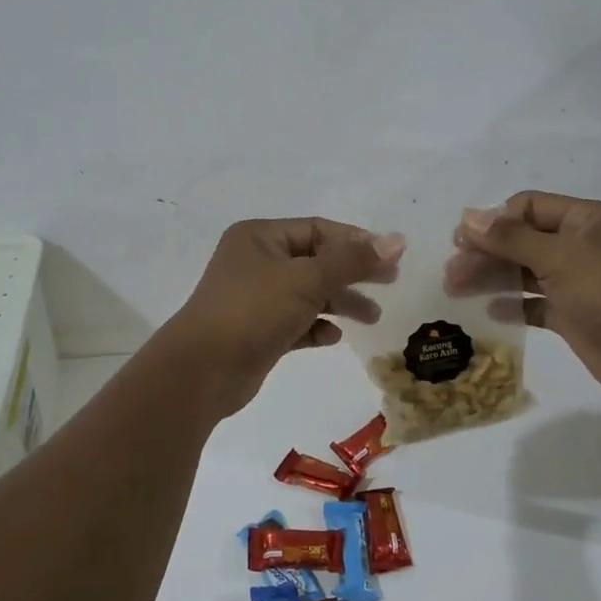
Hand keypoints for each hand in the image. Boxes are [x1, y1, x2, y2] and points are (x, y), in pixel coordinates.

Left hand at [161, 218, 396, 418]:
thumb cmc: (253, 311)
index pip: (317, 229)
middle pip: (315, 261)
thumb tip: (398, 240)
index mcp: (260, 237)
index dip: (355, 242)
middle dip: (352, 273)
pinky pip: (295, 322)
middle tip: (389, 284)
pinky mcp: (257, 332)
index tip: (390, 260)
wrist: (202, 371)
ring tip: (372, 318)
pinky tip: (332, 337)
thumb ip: (353, 260)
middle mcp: (255, 262)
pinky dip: (316, 326)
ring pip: (307, 293)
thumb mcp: (307, 280)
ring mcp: (254, 298)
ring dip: (339, 302)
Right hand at [453, 191, 600, 406]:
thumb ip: (510, 238)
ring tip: (456, 289)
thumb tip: (468, 217)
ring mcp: (577, 281)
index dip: (494, 220)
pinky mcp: (573, 314)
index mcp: (585, 219)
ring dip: (492, 277)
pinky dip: (512, 304)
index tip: (462, 240)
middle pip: (522, 239)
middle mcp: (581, 245)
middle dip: (486, 252)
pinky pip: (534, 303)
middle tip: (452, 271)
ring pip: (524, 271)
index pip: (529, 206)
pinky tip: (488, 311)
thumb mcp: (558, 257)